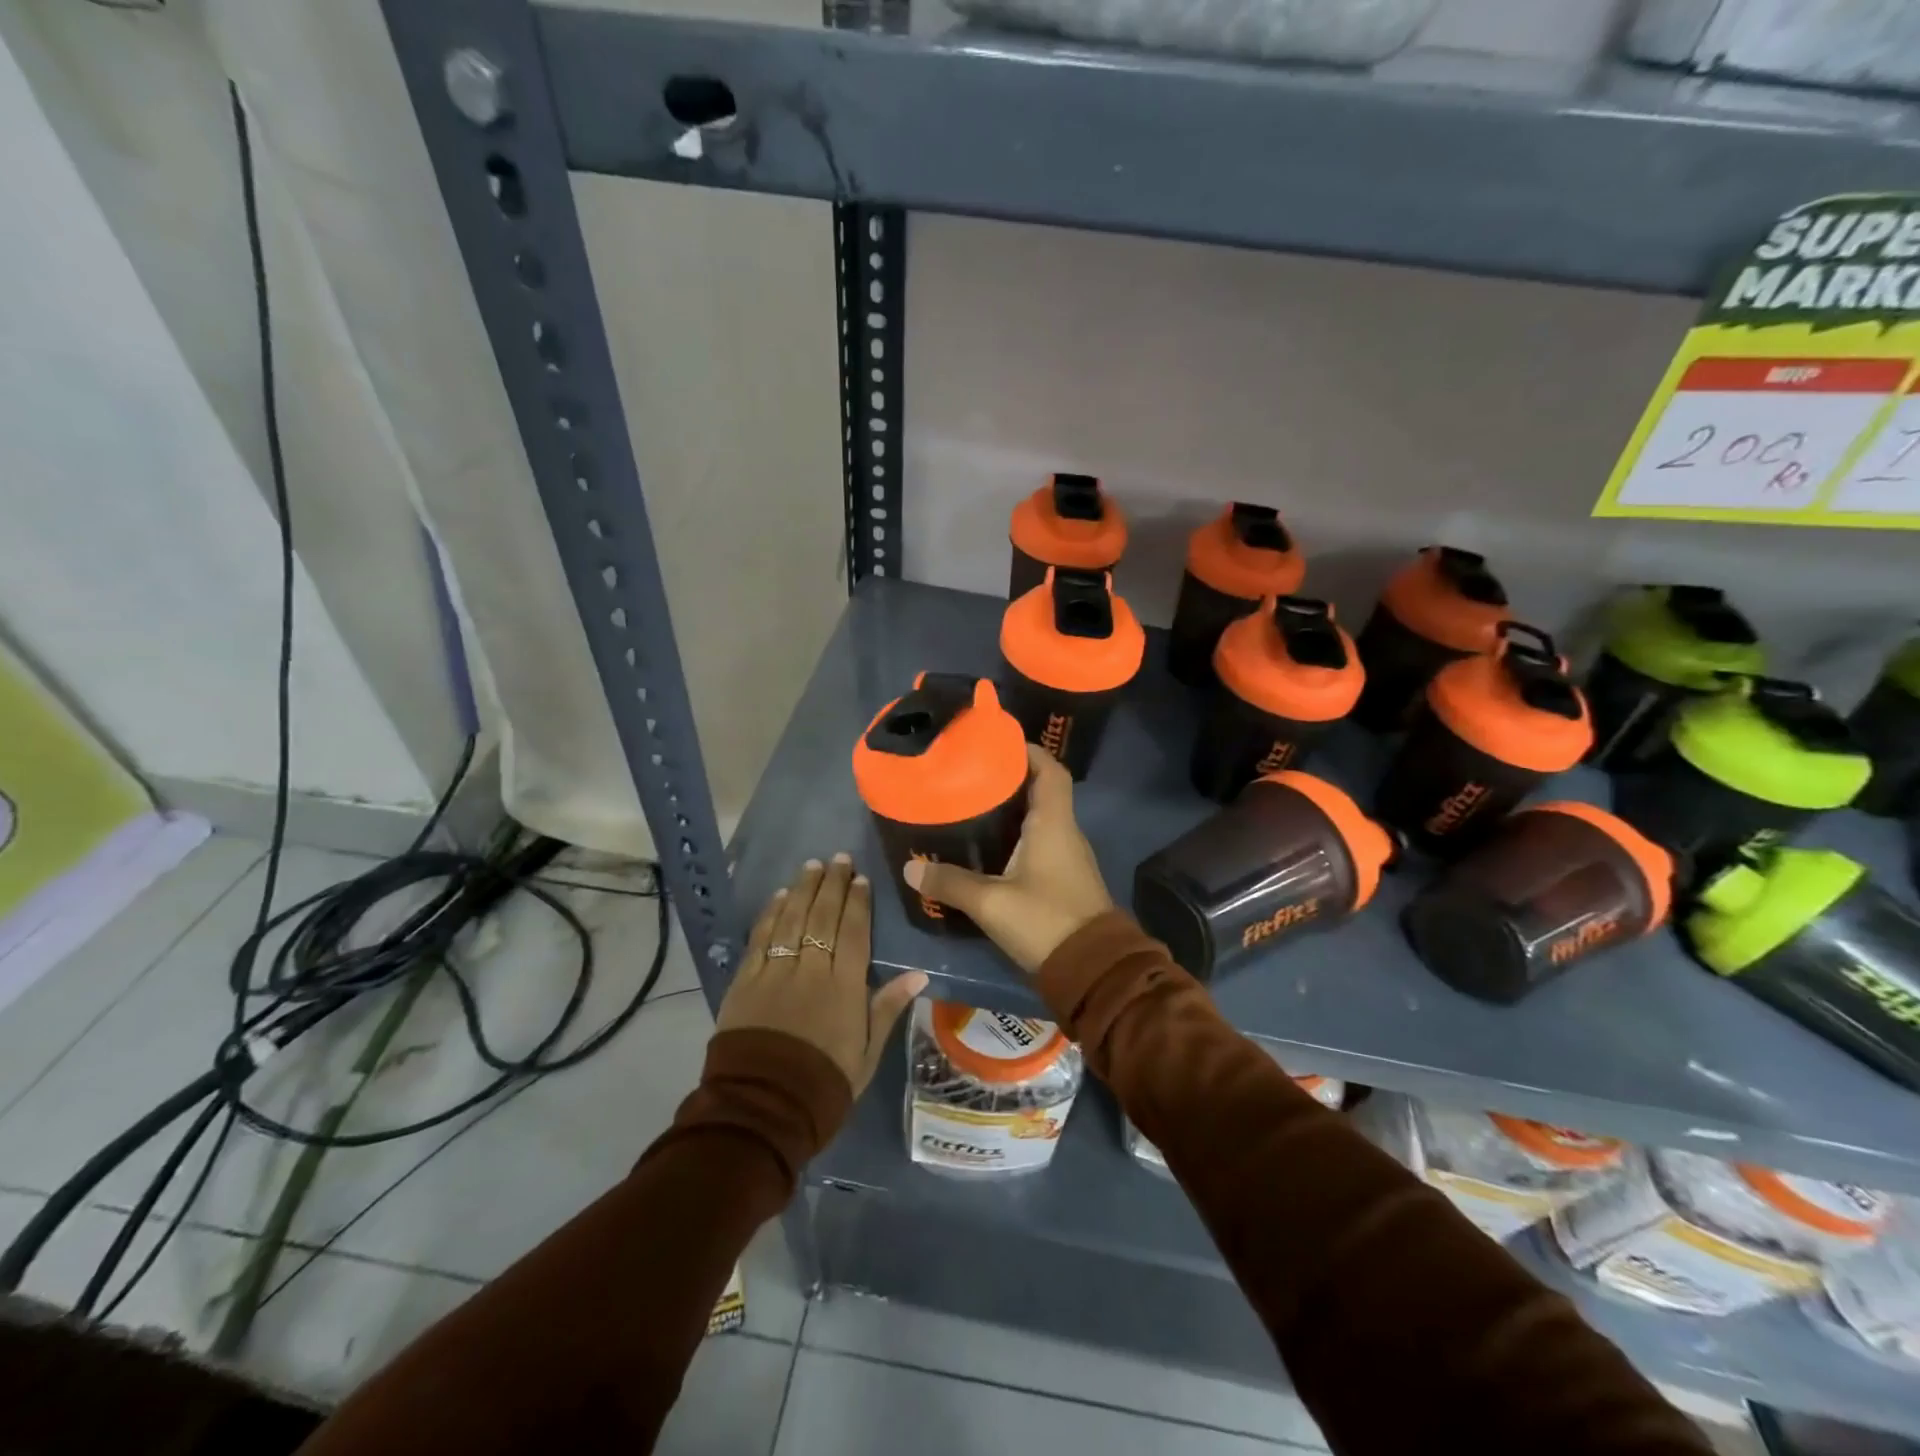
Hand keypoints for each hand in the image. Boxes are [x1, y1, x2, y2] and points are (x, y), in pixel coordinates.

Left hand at [717, 854, 926, 1094]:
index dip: (857, 902)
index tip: (860, 878)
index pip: (853, 932)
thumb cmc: (825, 1083)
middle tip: (838, 858)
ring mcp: (774, 972)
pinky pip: (760, 939)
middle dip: (831, 884)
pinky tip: (779, 897)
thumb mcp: (868, 1053)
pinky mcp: (745, 981)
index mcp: (844, 987)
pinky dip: (771, 914)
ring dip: (802, 889)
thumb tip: (919, 974)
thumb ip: (888, 1008)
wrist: (763, 1109)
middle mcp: (810, 970)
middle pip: (822, 917)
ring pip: (791, 919)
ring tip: (812, 865)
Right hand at [903, 746, 1113, 974]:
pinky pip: (1040, 841)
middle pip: (1042, 790)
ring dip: (1012, 808)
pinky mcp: (1064, 879)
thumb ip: (951, 884)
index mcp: (1054, 823)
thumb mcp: (991, 903)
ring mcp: (1067, 857)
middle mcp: (1065, 832)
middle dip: (1010, 777)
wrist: (1093, 970)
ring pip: (1040, 817)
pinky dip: (1017, 834)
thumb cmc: (1045, 922)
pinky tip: (988, 846)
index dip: (1028, 751)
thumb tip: (910, 870)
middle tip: (969, 773)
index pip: (1049, 770)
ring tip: (971, 804)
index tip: (996, 743)